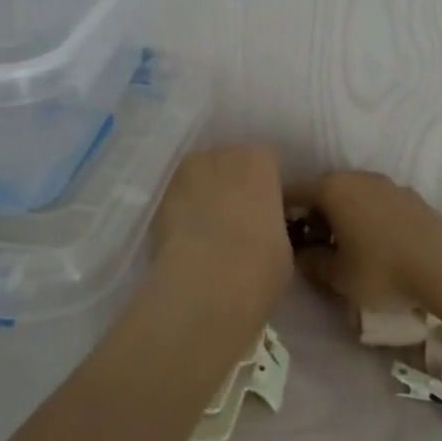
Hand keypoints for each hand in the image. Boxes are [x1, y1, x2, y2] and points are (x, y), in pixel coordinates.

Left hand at [150, 146, 291, 299]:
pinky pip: (176, 198)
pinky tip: (186, 240)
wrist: (205, 285)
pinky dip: (180, 213)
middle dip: (233, 184)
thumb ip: (273, 224)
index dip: (268, 185)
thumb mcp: (284, 245)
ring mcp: (185, 173)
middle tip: (238, 218)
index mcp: (260, 160)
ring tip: (208, 230)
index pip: (268, 161)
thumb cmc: (260, 264)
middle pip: (230, 162)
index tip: (269, 208)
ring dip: (203, 194)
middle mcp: (222, 155)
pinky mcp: (157, 199)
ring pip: (199, 177)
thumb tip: (264, 229)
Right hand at [287, 171, 441, 312]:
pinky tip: (371, 244)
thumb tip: (302, 255)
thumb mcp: (338, 275)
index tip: (277, 237)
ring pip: (350, 195)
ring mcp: (384, 183)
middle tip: (308, 247)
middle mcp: (355, 177)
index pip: (293, 193)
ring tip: (341, 248)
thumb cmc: (381, 267)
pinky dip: (363, 217)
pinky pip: (373, 202)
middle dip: (312, 216)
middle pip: (322, 191)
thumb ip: (313, 263)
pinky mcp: (406, 194)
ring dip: (340, 216)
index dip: (280, 214)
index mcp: (331, 188)